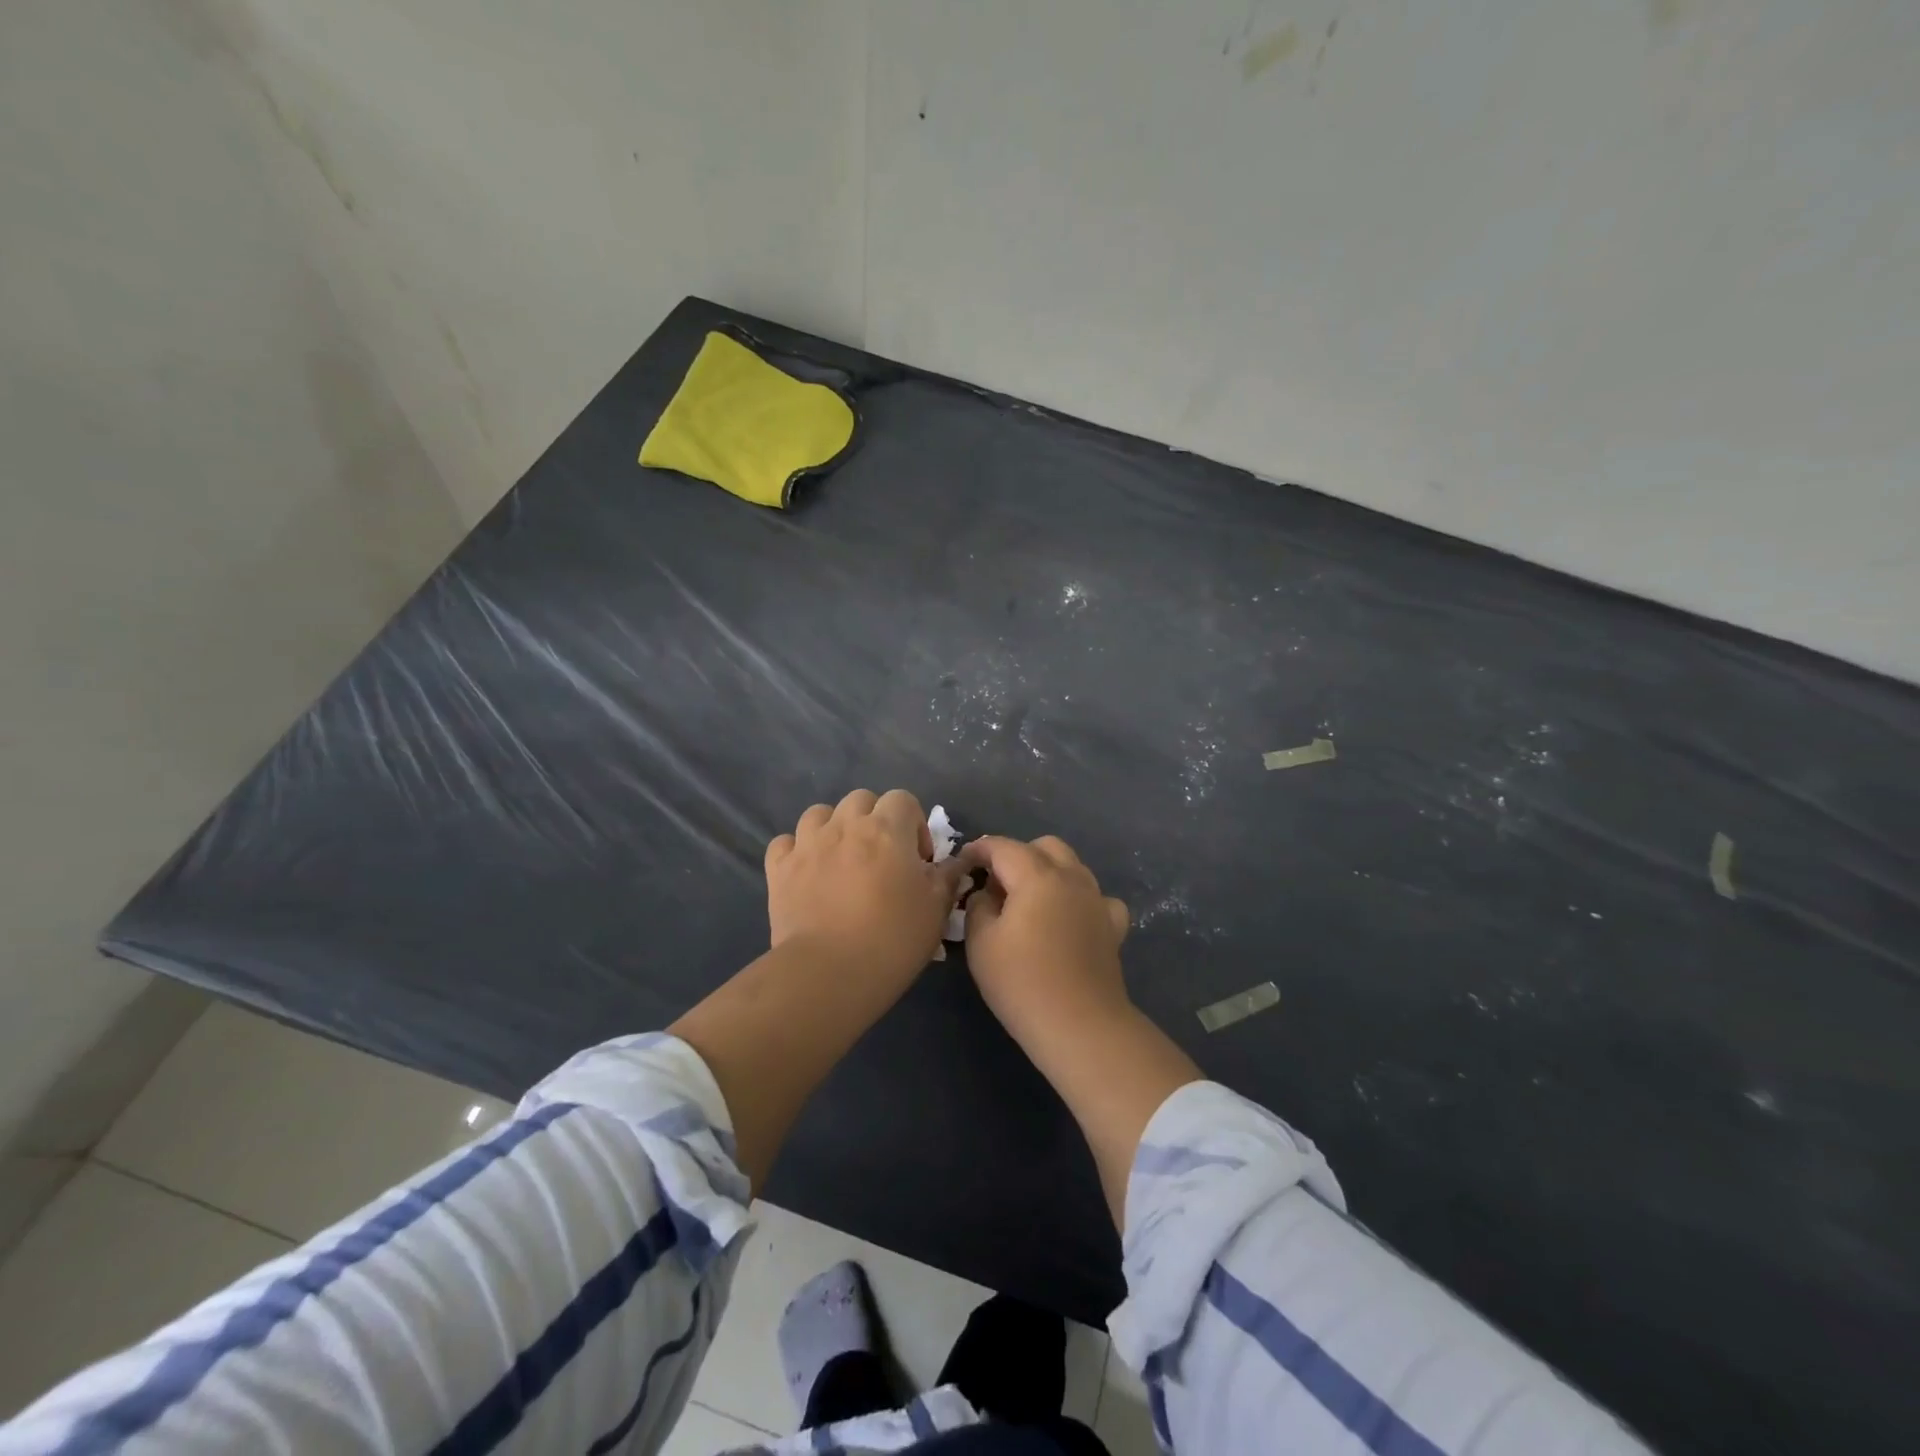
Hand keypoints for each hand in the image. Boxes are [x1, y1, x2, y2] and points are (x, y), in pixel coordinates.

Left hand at [765, 789, 968, 979]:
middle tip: (882, 857)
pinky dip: (796, 850)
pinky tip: (807, 871)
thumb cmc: (893, 939)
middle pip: (861, 800)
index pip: (903, 799)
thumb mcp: (936, 910)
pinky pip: (785, 842)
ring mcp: (807, 845)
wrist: (829, 973)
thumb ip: (946, 878)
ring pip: (819, 814)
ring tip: (842, 859)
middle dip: (874, 820)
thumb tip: (953, 864)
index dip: (915, 824)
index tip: (918, 860)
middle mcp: (845, 826)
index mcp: (887, 829)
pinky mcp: (779, 869)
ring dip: (834, 828)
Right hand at [960, 835, 1132, 1047]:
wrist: (1080, 1025)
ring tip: (1028, 902)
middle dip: (1017, 855)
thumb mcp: (980, 942)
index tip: (963, 863)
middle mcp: (1072, 878)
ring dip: (1048, 873)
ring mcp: (1097, 900)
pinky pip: (1096, 898)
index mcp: (1037, 875)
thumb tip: (986, 893)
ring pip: (1072, 866)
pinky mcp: (1112, 926)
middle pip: (1044, 847)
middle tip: (996, 884)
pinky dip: (1079, 900)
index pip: (1003, 847)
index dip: (979, 849)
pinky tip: (1069, 920)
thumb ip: (978, 906)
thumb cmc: (1022, 982)